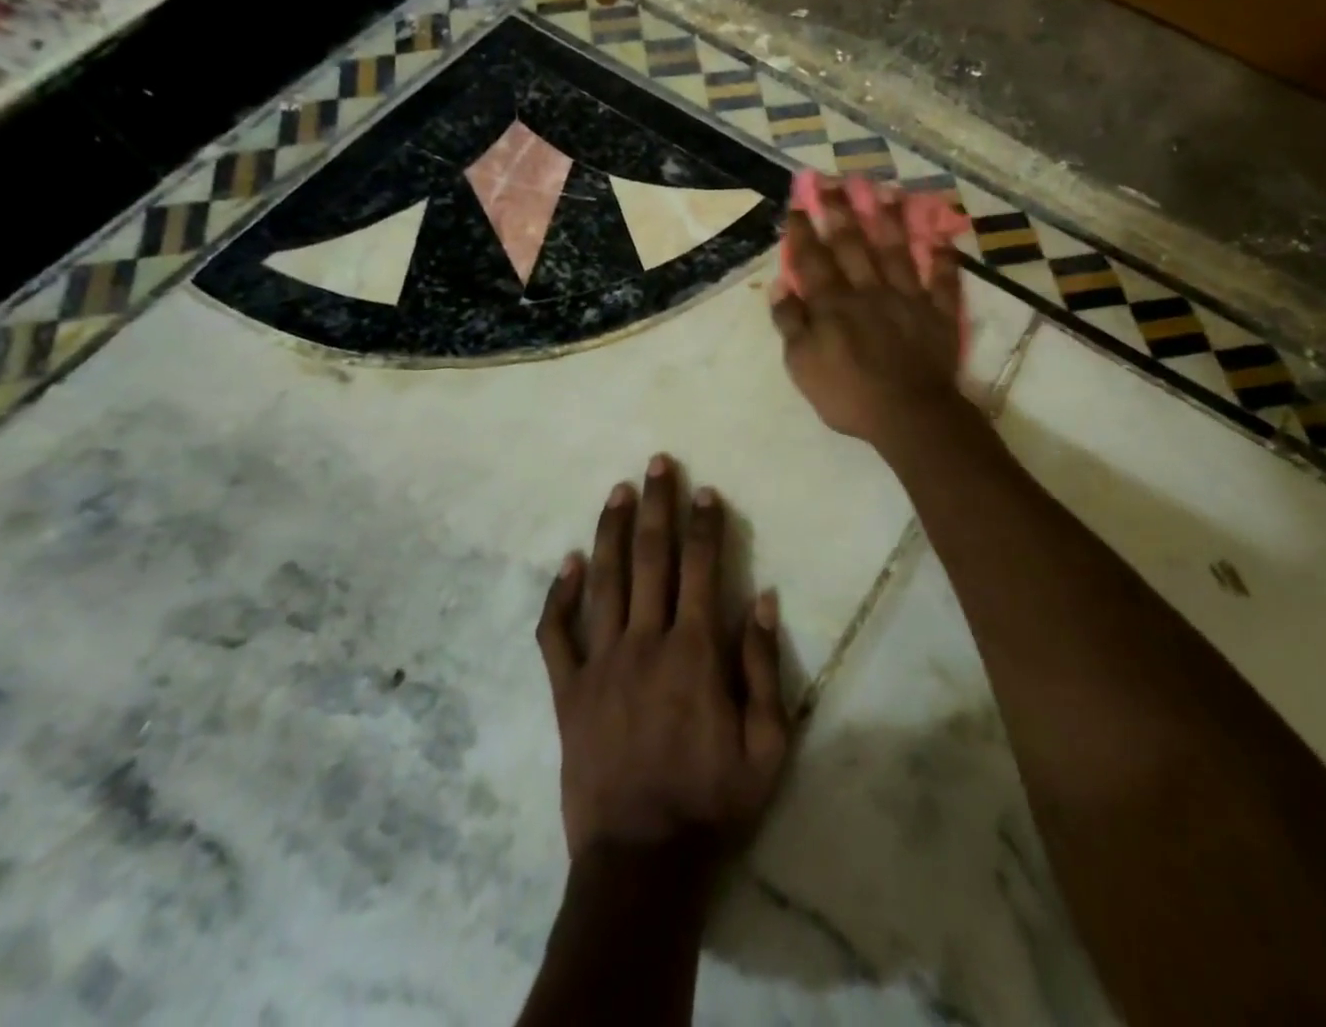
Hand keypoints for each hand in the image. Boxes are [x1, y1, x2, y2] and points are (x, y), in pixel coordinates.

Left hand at [536, 456, 788, 860]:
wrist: (641, 863)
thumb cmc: (712, 803)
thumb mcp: (768, 745)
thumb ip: (763, 667)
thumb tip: (762, 598)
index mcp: (694, 653)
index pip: (701, 569)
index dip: (705, 525)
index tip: (705, 490)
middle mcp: (646, 643)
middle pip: (651, 558)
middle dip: (657, 506)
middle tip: (658, 463)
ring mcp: (600, 664)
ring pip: (604, 581)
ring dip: (611, 530)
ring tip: (618, 490)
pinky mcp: (568, 692)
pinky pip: (557, 634)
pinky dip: (560, 596)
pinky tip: (568, 563)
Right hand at [771, 181, 968, 449]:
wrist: (909, 415)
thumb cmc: (848, 394)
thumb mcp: (802, 365)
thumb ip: (791, 323)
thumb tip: (779, 286)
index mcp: (834, 304)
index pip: (814, 260)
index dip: (805, 231)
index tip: (798, 203)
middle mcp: (869, 290)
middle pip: (853, 244)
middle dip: (841, 210)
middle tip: (833, 180)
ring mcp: (907, 298)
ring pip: (897, 251)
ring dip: (889, 219)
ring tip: (883, 190)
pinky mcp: (938, 313)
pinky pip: (941, 280)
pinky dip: (942, 259)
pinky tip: (941, 238)